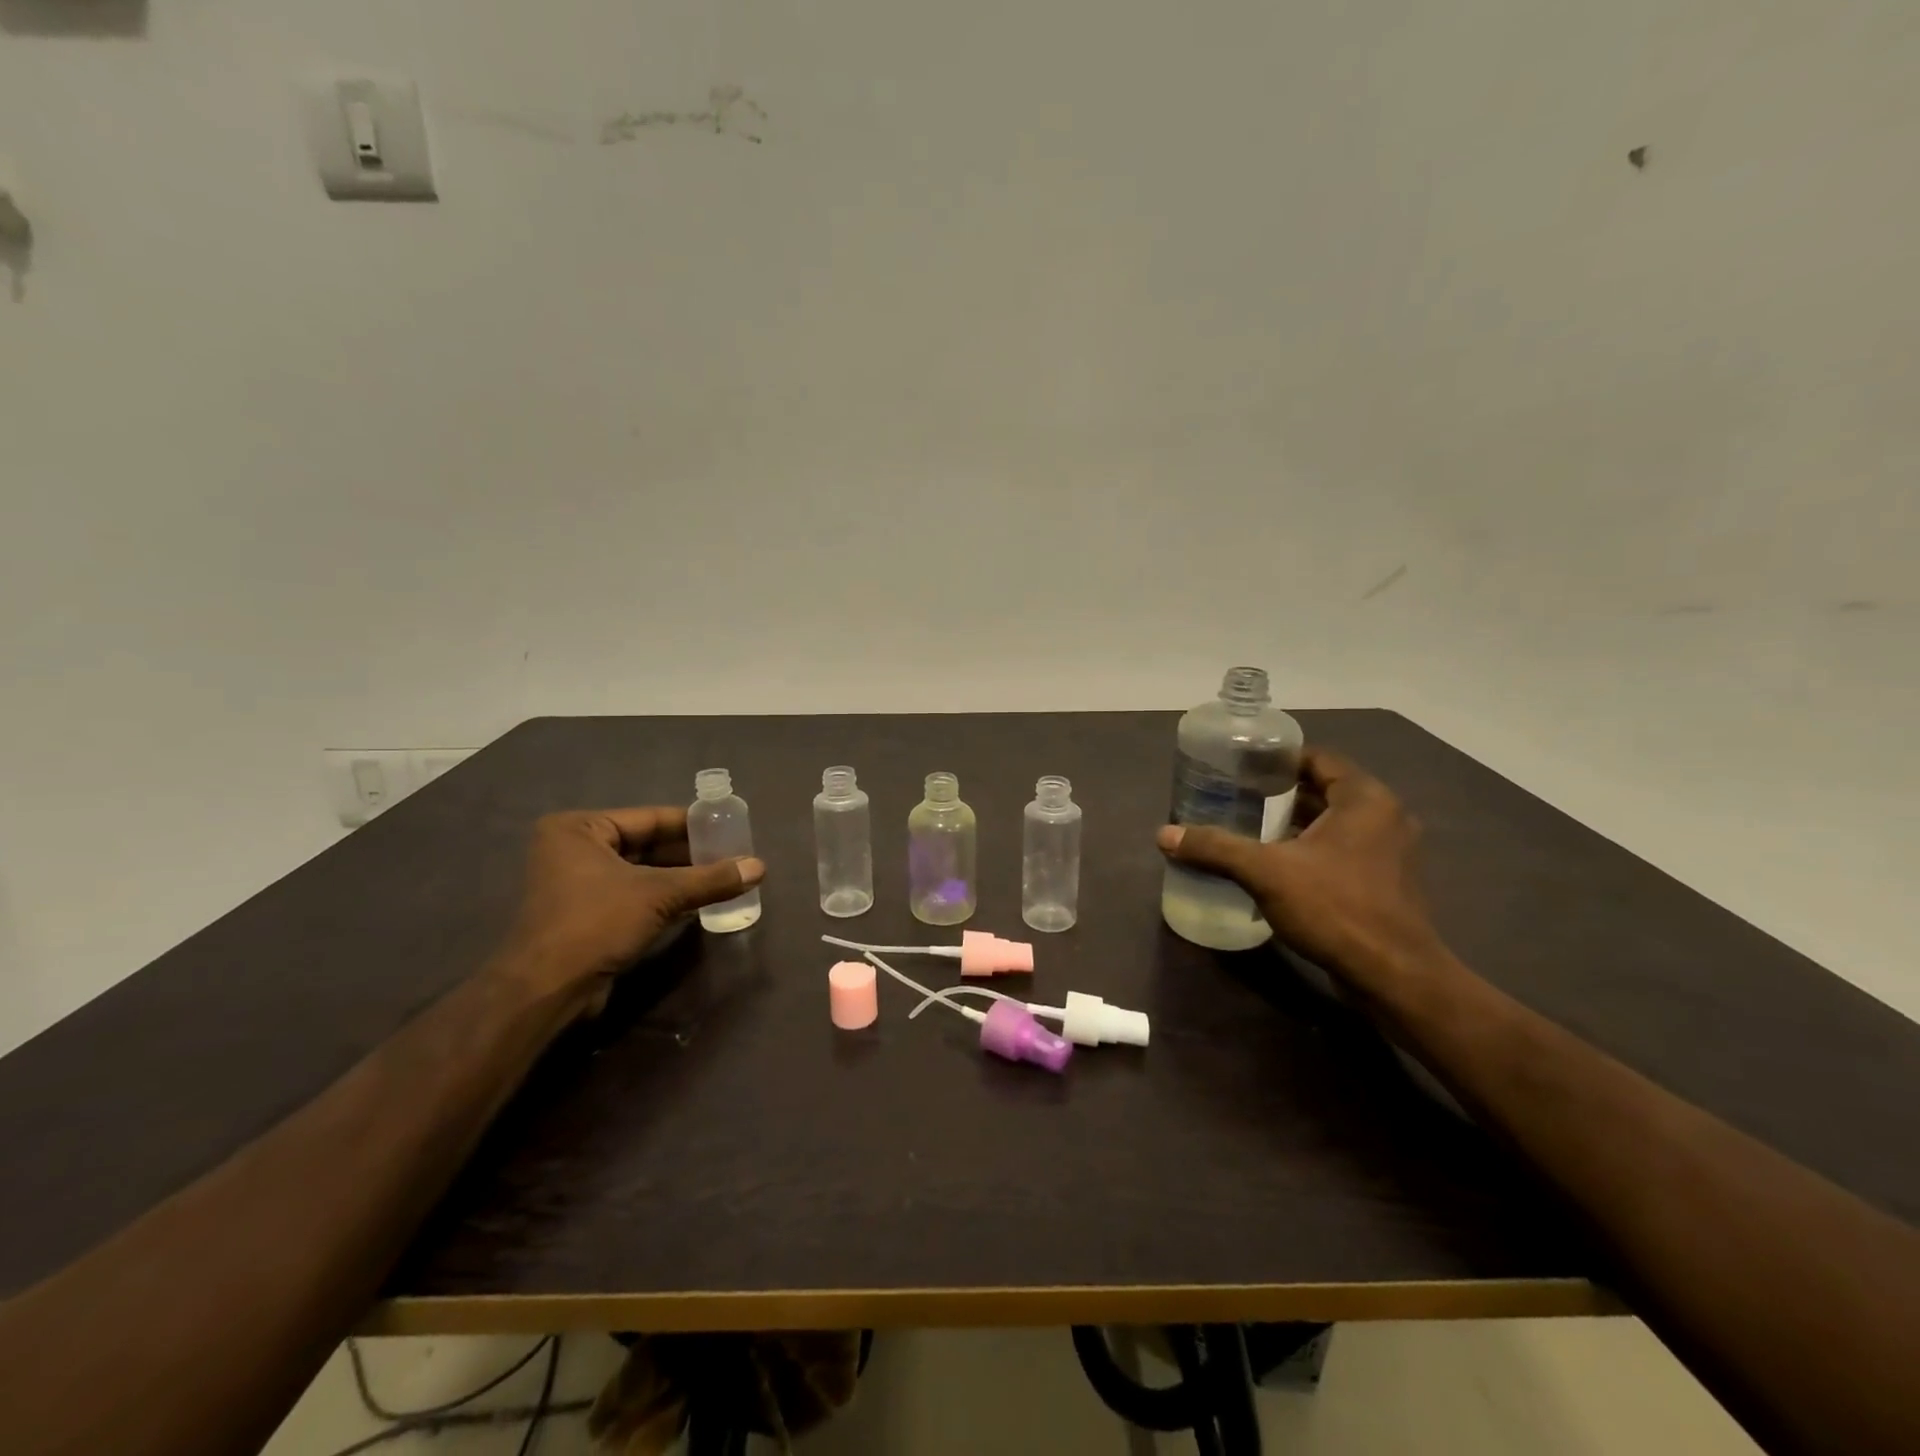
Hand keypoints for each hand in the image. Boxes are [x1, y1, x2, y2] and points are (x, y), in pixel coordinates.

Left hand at [498, 808, 763, 1008]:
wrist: (546, 990)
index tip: (729, 827)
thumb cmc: (596, 923)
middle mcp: (573, 849)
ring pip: (642, 872)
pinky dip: (664, 898)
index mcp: (579, 828)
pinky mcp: (585, 915)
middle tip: (732, 855)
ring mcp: (577, 884)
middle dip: (689, 853)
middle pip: (646, 844)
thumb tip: (760, 867)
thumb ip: (710, 879)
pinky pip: (634, 895)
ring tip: (724, 877)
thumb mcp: (660, 894)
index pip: (649, 818)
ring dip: (680, 878)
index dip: (692, 824)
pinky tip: (699, 902)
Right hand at [1157, 748, 1442, 984]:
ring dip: (1296, 822)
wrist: (1394, 976)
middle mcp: (1385, 816)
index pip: (1317, 758)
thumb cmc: (1336, 908)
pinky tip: (1277, 864)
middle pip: (1324, 789)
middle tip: (1236, 796)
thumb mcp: (1266, 872)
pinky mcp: (1387, 882)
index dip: (1277, 759)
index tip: (1240, 767)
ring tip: (1249, 827)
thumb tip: (1164, 835)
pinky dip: (1312, 848)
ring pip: (1334, 822)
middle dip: (1280, 793)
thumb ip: (1215, 848)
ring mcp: (1390, 851)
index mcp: (1364, 799)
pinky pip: (1343, 849)